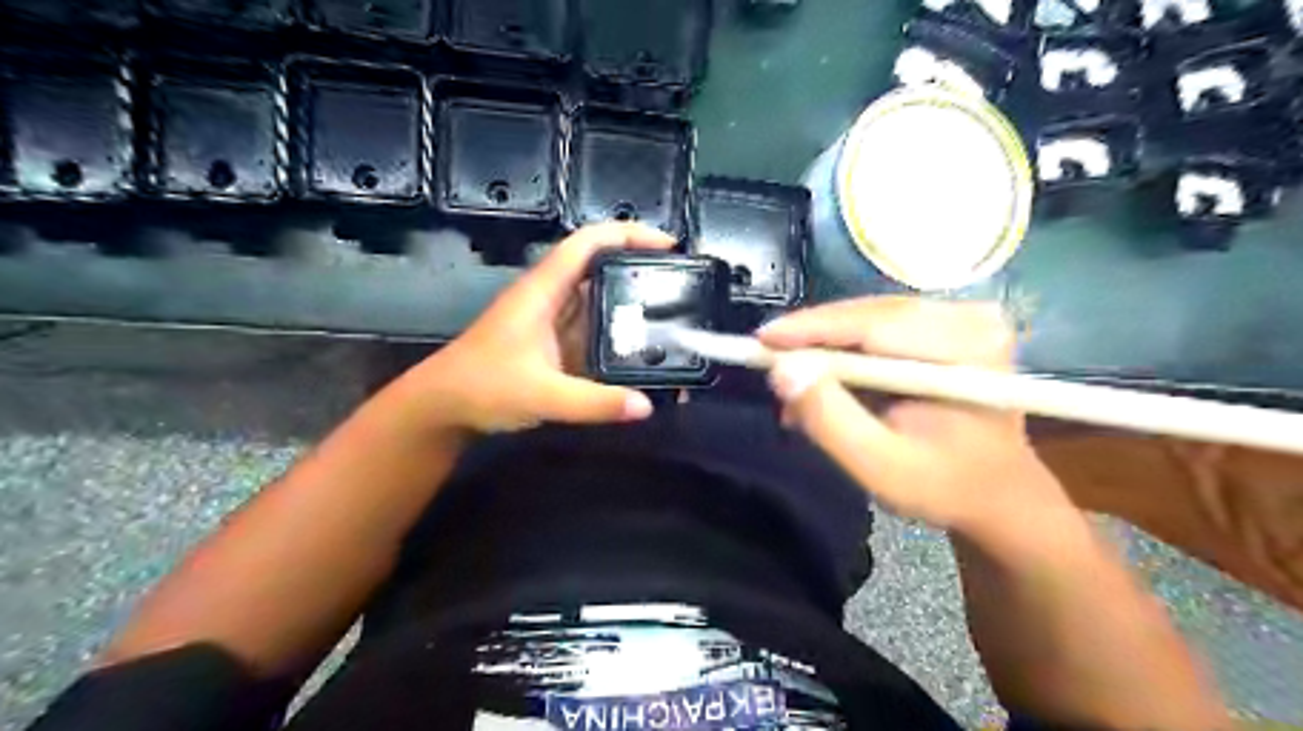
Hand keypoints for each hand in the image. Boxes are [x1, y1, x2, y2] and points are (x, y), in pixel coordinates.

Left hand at [387, 222, 671, 437]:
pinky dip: (618, 335)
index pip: (588, 243)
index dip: (628, 234)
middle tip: (681, 286)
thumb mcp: (542, 394)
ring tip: (673, 316)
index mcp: (543, 290)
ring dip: (631, 304)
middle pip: (600, 267)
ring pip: (599, 300)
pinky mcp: (554, 345)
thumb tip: (646, 406)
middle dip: (640, 269)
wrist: (442, 408)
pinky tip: (642, 350)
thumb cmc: (482, 387)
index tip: (668, 246)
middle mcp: (551, 298)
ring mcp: (552, 322)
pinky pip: (593, 330)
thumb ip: (594, 402)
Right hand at [761, 298, 1074, 536]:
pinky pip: (882, 325)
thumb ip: (828, 419)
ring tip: (794, 380)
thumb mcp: (878, 465)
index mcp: (968, 351)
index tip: (762, 340)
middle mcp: (971, 318)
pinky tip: (826, 377)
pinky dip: (848, 350)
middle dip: (814, 339)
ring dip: (827, 347)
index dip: (812, 328)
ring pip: (870, 317)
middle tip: (769, 363)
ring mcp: (964, 316)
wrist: (997, 492)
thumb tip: (782, 370)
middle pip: (870, 314)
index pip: (875, 324)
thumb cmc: (942, 485)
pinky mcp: (951, 322)